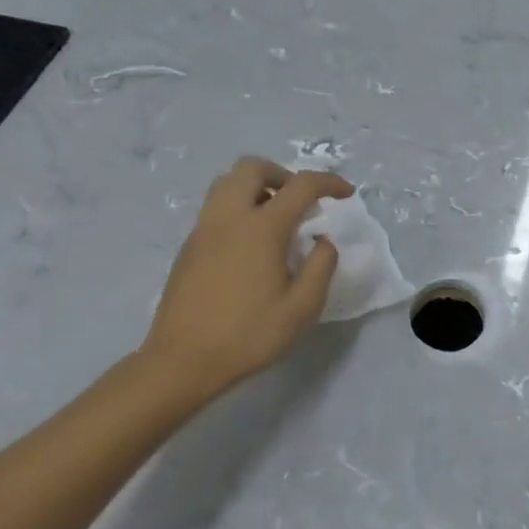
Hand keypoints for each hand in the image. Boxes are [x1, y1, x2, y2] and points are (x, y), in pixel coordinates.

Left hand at [139, 158, 353, 401]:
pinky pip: (216, 208)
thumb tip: (322, 241)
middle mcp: (229, 217)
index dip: (329, 183)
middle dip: (283, 174)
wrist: (182, 361)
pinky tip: (252, 246)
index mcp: (262, 228)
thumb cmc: (249, 334)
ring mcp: (203, 230)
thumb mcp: (303, 307)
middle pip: (252, 167)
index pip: (301, 185)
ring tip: (276, 218)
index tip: (346, 194)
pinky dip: (239, 209)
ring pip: (227, 183)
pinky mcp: (189, 247)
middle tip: (301, 201)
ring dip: (257, 188)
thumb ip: (321, 266)